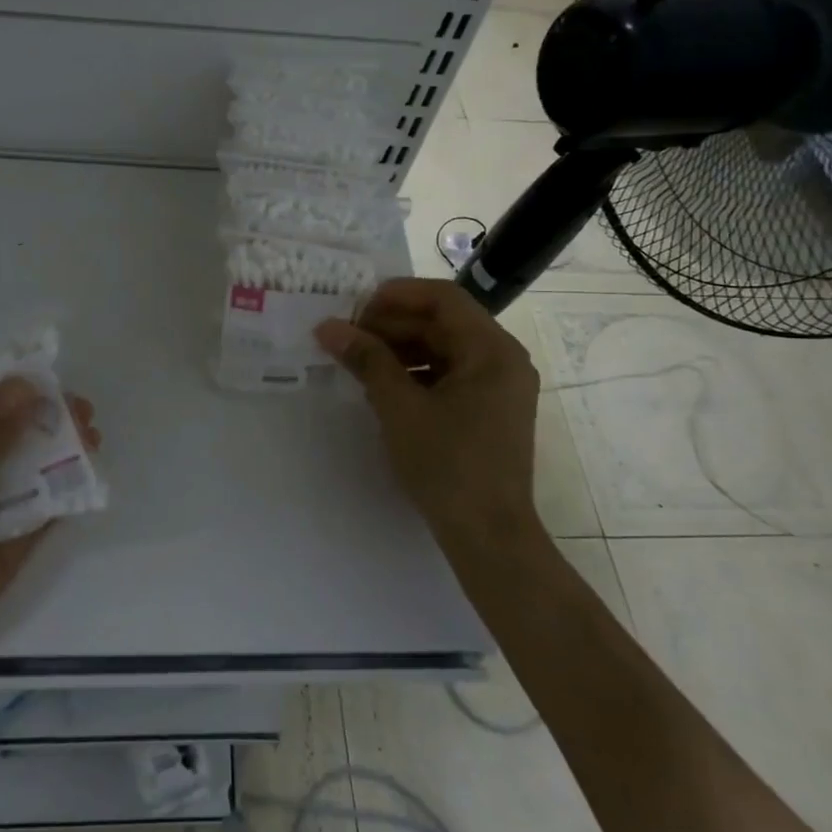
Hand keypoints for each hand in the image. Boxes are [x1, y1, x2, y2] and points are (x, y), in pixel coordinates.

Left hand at [0, 379, 100, 698]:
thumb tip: (26, 386)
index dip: (8, 382)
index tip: (48, 372)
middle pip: (6, 429)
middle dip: (43, 415)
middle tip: (81, 410)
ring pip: (28, 465)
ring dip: (59, 449)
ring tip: (93, 436)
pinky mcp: (6, 539)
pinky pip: (40, 506)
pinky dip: (65, 490)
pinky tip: (90, 476)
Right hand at [315, 278, 544, 564]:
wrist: (488, 536)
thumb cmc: (447, 466)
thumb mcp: (400, 408)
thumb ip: (367, 360)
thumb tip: (328, 326)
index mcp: (492, 349)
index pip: (443, 297)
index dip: (396, 296)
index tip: (355, 309)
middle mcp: (503, 359)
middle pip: (444, 322)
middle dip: (393, 325)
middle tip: (349, 338)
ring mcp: (500, 386)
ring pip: (445, 349)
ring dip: (401, 349)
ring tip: (359, 362)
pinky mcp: (490, 409)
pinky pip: (451, 374)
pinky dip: (416, 373)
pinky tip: (383, 387)